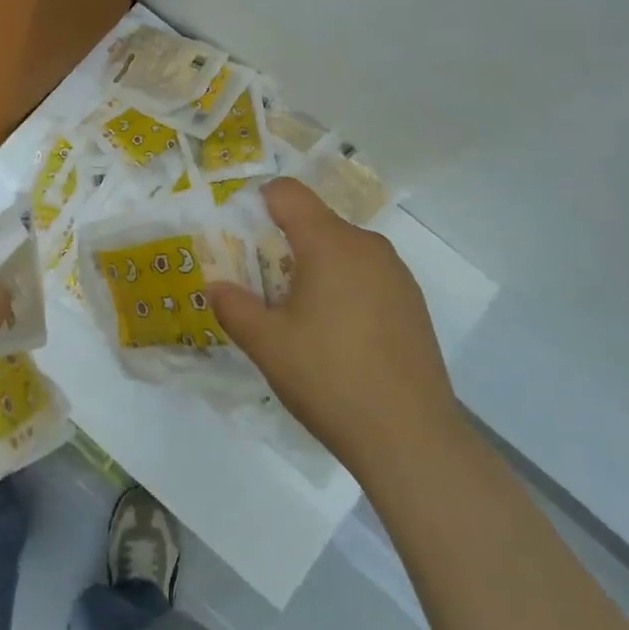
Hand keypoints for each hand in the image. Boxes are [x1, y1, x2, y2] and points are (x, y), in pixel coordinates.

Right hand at [209, 178, 459, 479]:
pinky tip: (339, 337)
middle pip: (316, 223)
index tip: (240, 235)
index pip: (289, 193)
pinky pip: (367, 276)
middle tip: (262, 288)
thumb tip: (215, 286)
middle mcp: (368, 246)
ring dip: (315, 268)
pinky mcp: (413, 302)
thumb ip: (234, 307)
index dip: (259, 201)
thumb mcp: (267, 345)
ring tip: (300, 318)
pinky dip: (344, 288)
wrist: (409, 436)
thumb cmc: (329, 379)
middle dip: (283, 244)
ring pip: (343, 251)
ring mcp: (396, 274)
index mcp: (330, 244)